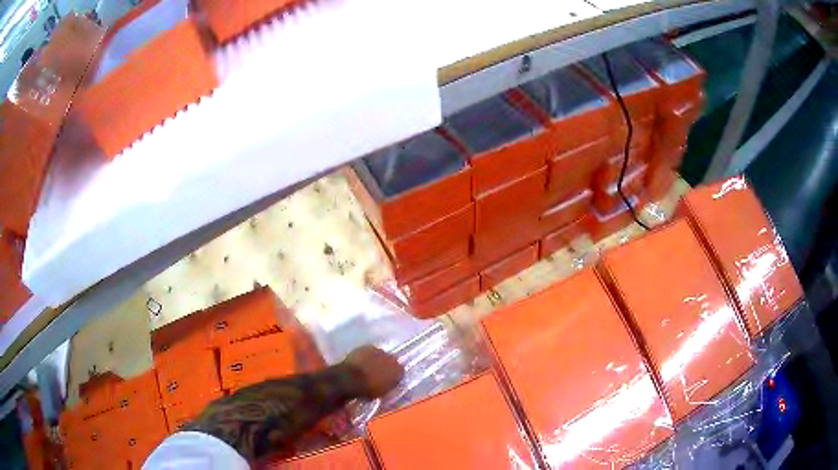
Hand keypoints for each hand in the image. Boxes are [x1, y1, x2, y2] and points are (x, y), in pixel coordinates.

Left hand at [343, 345, 403, 398]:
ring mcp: (379, 351)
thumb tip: (388, 384)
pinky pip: (369, 351)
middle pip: (391, 362)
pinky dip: (366, 355)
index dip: (393, 376)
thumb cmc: (368, 390)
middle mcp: (393, 359)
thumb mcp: (382, 393)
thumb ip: (388, 386)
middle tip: (377, 373)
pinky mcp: (367, 346)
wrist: (351, 379)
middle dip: (385, 366)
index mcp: (399, 371)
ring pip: (380, 355)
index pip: (400, 372)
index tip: (387, 381)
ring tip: (367, 366)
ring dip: (376, 360)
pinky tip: (360, 361)